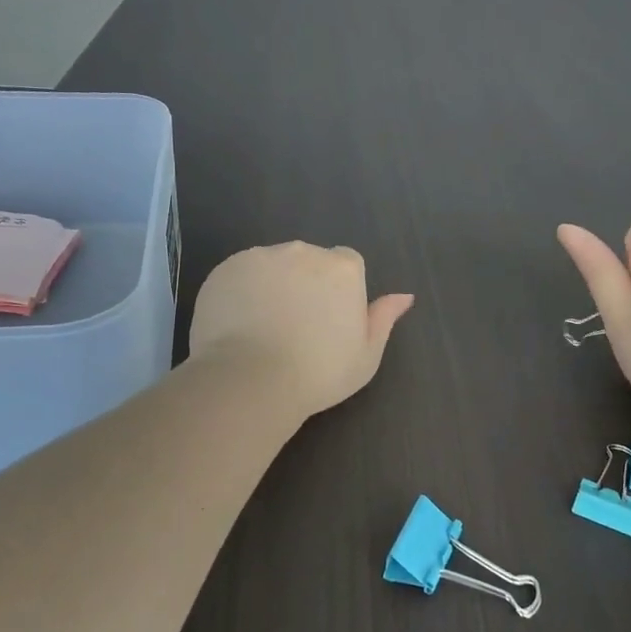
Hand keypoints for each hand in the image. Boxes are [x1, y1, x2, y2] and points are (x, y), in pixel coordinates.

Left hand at [189, 243, 413, 419]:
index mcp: (343, 268)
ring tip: (262, 328)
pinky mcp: (226, 268)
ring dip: (272, 285)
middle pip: (308, 261)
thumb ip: (383, 319)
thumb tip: (404, 296)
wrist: (251, 379)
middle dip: (304, 284)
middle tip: (295, 327)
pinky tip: (238, 324)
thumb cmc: (319, 372)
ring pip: (272, 265)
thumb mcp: (366, 355)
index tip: (328, 321)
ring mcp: (261, 256)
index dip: (338, 291)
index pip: (346, 264)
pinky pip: (240, 275)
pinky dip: (241, 292)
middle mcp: (303, 251)